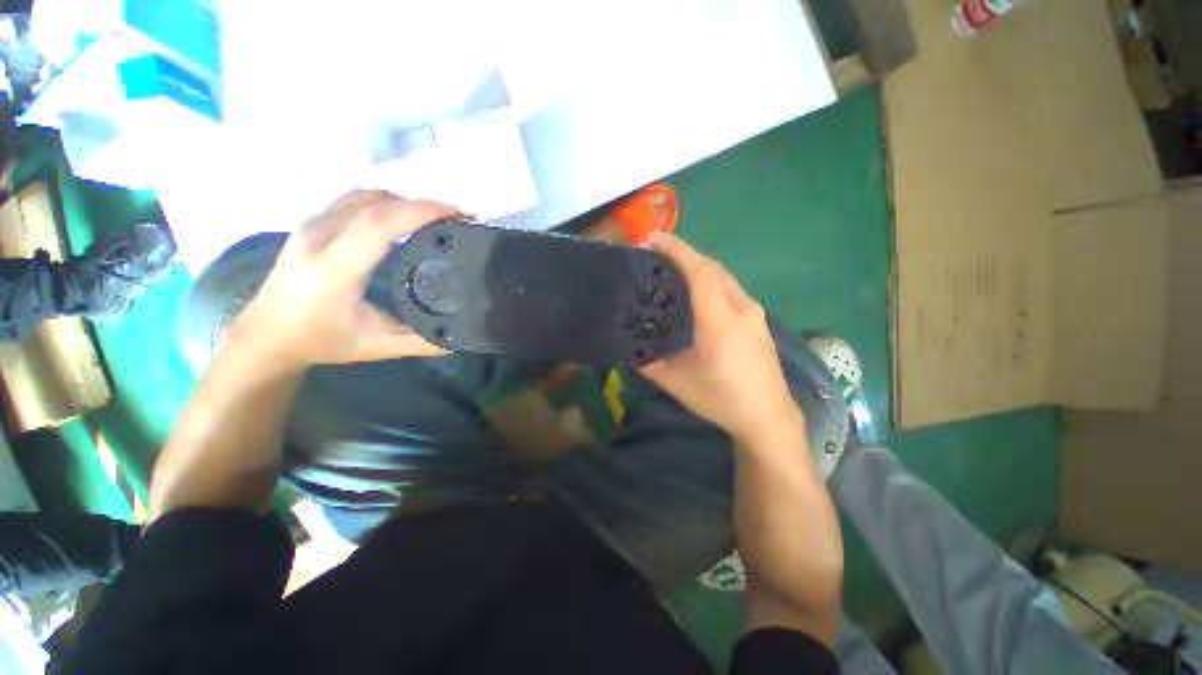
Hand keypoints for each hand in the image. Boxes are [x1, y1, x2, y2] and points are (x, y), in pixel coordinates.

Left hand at [228, 190, 460, 370]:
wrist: (266, 334)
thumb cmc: (321, 341)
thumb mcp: (378, 347)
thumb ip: (422, 342)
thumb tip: (461, 336)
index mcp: (333, 269)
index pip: (379, 223)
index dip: (422, 212)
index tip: (459, 216)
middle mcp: (318, 237)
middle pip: (377, 203)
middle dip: (424, 205)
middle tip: (458, 219)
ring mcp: (311, 224)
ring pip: (366, 196)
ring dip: (406, 202)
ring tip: (436, 219)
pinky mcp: (312, 221)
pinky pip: (355, 198)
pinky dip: (387, 202)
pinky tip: (405, 217)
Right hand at [639, 234, 802, 442]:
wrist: (768, 416)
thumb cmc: (721, 400)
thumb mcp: (675, 382)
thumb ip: (646, 359)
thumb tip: (623, 340)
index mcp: (721, 323)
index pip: (700, 273)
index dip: (676, 250)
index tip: (651, 238)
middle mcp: (742, 308)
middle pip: (710, 266)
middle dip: (682, 251)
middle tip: (653, 250)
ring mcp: (753, 310)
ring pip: (721, 273)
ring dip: (695, 262)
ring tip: (668, 264)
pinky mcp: (757, 315)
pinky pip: (728, 285)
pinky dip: (707, 275)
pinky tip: (692, 285)